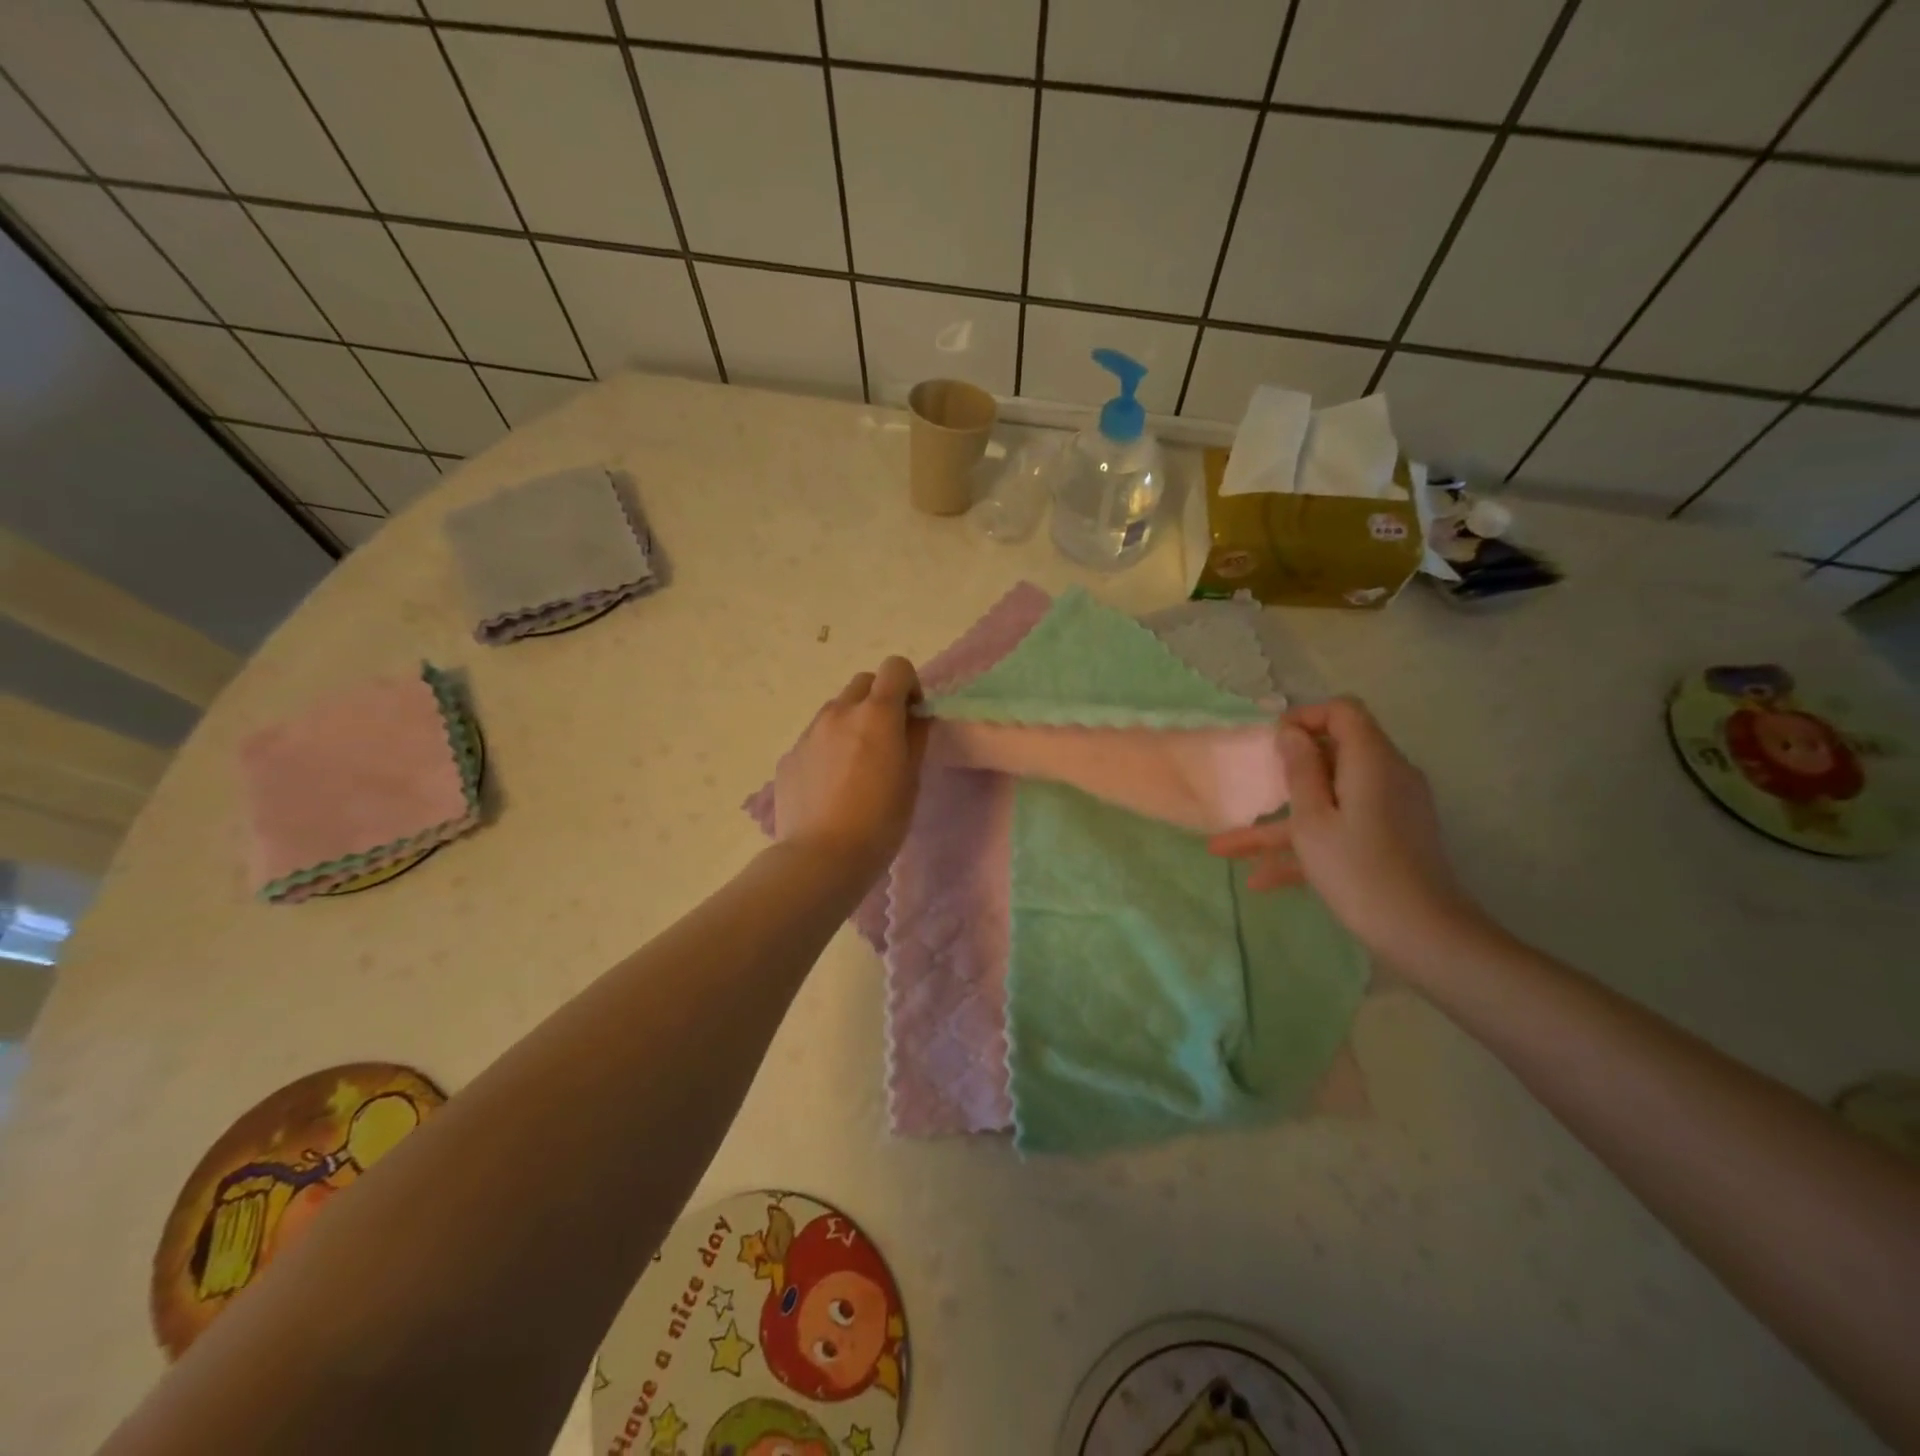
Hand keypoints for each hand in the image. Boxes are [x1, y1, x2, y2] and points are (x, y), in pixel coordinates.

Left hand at [774, 656, 927, 882]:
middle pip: (863, 682)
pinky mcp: (789, 756)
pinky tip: (832, 786)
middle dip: (879, 699)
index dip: (909, 685)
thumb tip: (915, 717)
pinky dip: (828, 747)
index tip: (912, 715)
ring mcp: (809, 733)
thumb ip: (915, 738)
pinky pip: (815, 738)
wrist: (821, 857)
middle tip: (887, 736)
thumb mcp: (911, 779)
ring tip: (857, 764)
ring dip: (852, 722)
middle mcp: (839, 712)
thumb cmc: (879, 821)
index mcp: (876, 714)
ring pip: (836, 709)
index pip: (895, 667)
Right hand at [1208, 697, 1489, 967]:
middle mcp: (1387, 777)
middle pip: (1333, 757)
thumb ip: (1300, 771)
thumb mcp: (1313, 820)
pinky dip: (1305, 846)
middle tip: (1252, 787)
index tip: (1273, 744)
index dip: (1306, 717)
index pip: (1343, 712)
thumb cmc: (1357, 870)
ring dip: (1280, 823)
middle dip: (1286, 774)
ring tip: (1226, 847)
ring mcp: (1389, 811)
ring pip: (1329, 801)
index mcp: (1371, 761)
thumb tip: (1292, 733)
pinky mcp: (1388, 840)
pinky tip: (1261, 881)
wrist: (1423, 934)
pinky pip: (1341, 828)